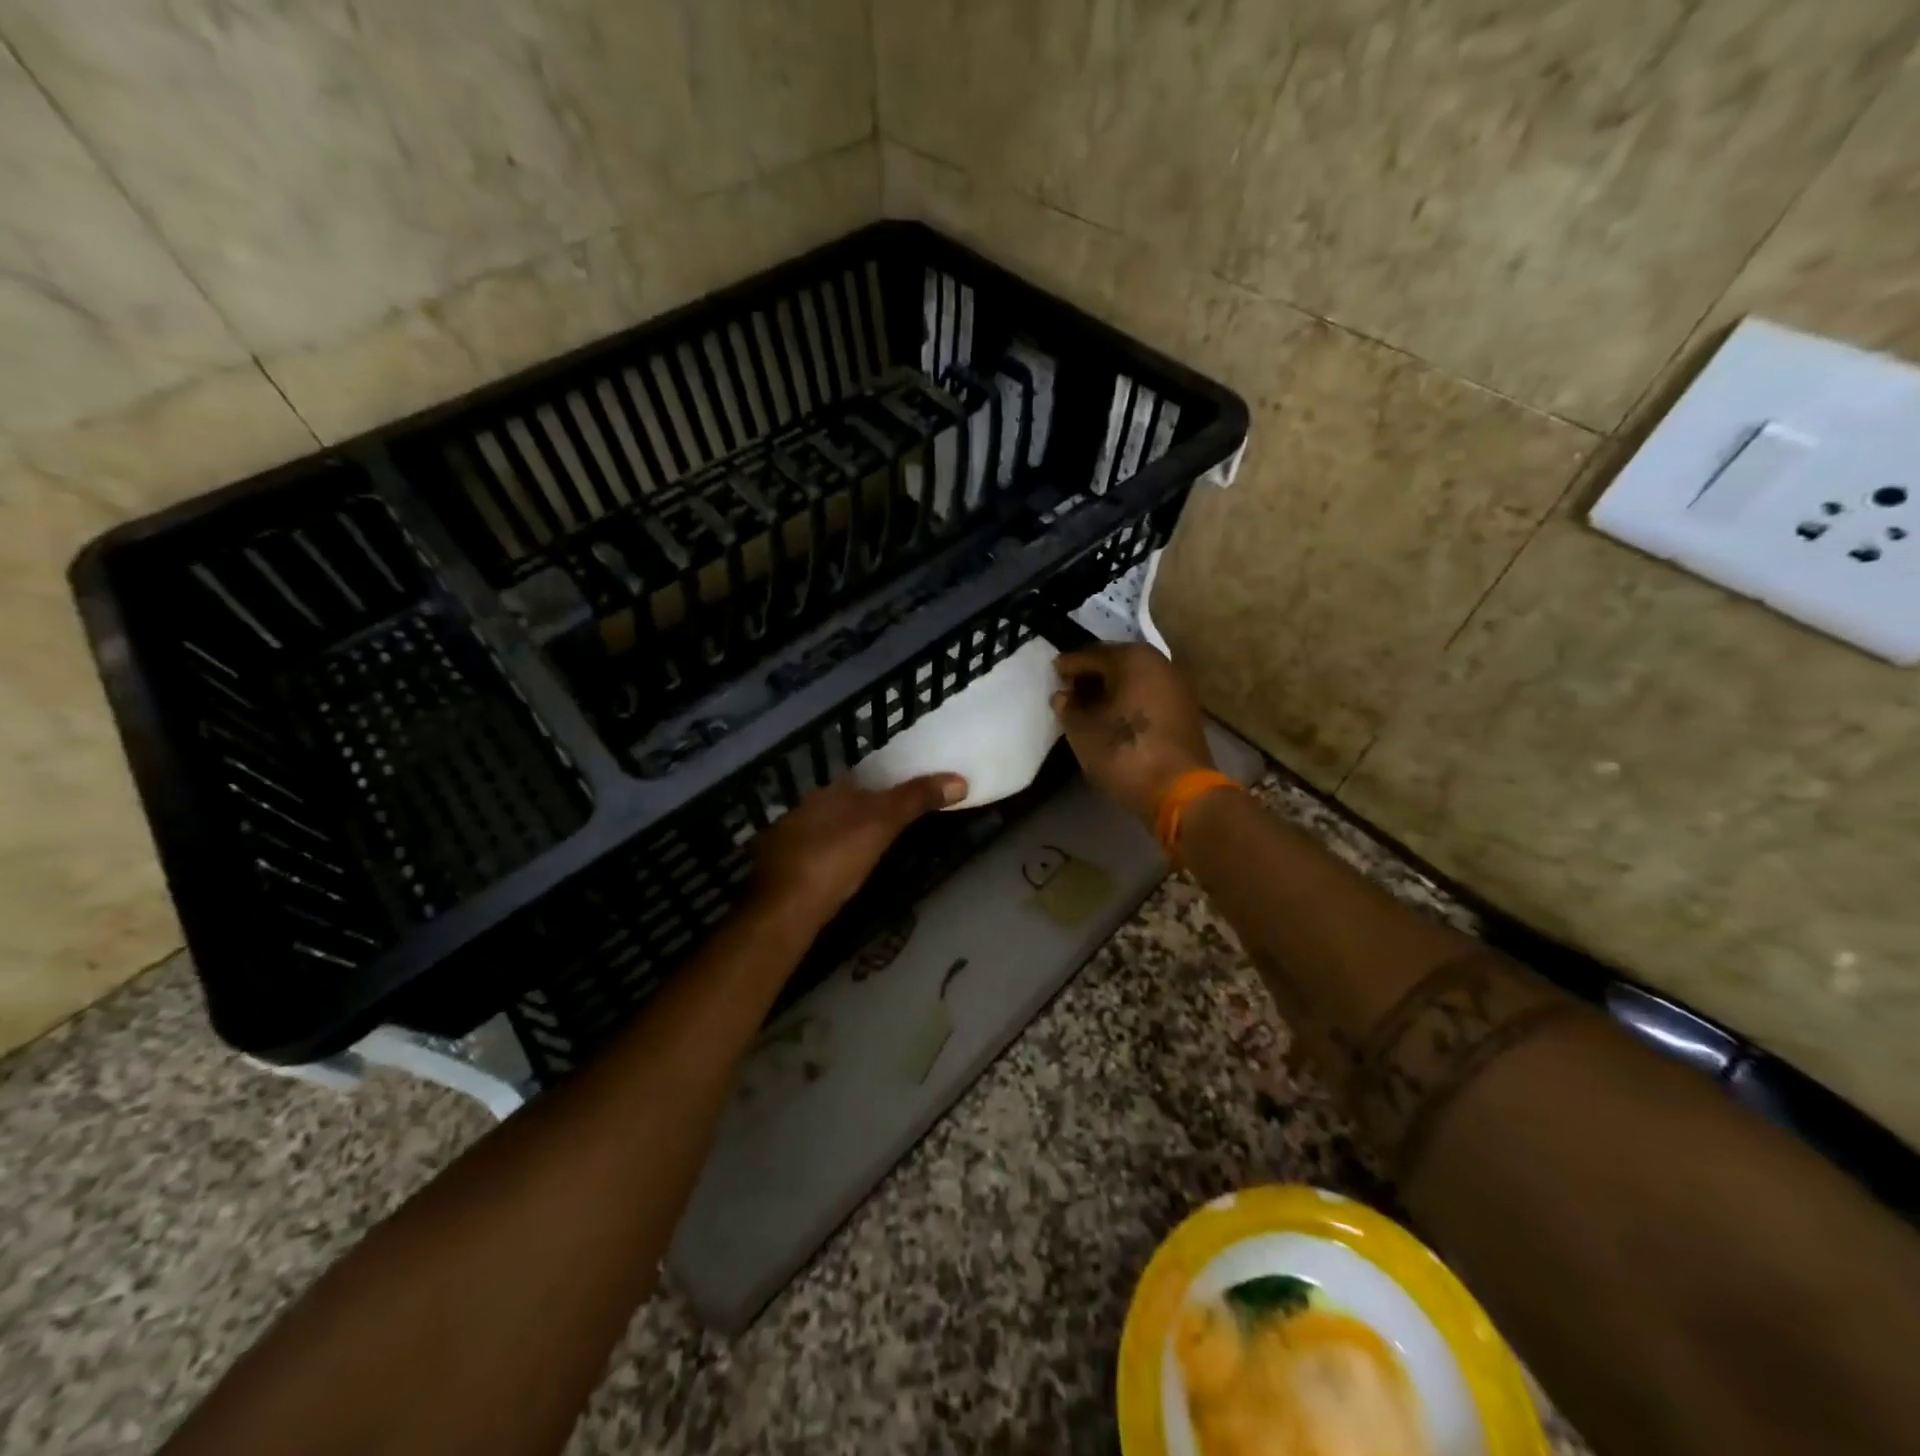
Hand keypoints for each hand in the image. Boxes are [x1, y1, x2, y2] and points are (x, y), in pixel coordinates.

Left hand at [749, 772, 966, 929]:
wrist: (785, 908)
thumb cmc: (836, 858)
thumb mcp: (883, 825)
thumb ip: (916, 799)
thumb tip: (959, 779)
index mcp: (829, 791)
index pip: (862, 778)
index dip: (885, 783)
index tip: (908, 793)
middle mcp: (806, 807)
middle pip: (843, 801)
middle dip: (865, 808)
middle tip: (895, 821)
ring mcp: (789, 837)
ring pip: (826, 826)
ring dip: (846, 832)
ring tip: (872, 845)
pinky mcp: (783, 867)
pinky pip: (814, 851)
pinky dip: (830, 855)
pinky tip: (840, 869)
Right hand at [1051, 643, 1213, 826]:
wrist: (1178, 790)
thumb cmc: (1123, 751)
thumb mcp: (1082, 729)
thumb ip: (1068, 707)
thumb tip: (1064, 695)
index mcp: (1132, 658)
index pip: (1091, 655)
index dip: (1068, 666)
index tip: (1052, 673)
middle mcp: (1159, 663)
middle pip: (1116, 663)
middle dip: (1091, 676)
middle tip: (1068, 690)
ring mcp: (1177, 686)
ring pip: (1134, 680)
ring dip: (1111, 690)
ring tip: (1087, 707)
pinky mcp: (1185, 710)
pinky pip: (1148, 696)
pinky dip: (1129, 701)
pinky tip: (1113, 717)